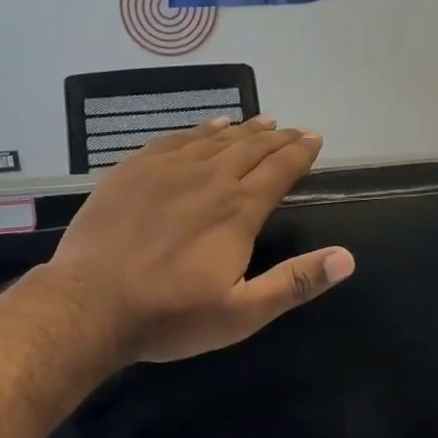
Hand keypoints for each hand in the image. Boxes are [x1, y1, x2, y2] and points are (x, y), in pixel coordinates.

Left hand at [45, 116, 355, 363]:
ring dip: (242, 130)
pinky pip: (173, 140)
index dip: (300, 153)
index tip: (314, 139)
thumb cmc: (170, 316)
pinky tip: (206, 128)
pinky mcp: (131, 172)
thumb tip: (347, 258)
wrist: (90, 304)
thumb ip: (294, 283)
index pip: (279, 170)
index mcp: (237, 210)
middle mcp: (207, 179)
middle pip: (250, 148)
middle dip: (277, 138)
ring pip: (213, 140)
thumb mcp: (241, 313)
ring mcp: (165, 170)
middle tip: (294, 130)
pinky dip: (197, 131)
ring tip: (261, 122)